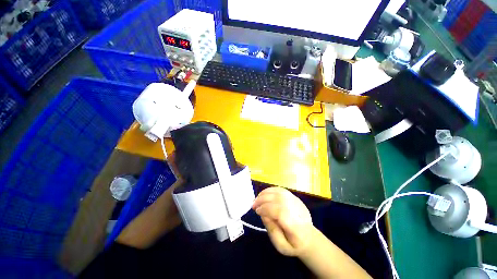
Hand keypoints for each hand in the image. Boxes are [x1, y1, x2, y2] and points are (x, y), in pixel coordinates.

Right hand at [252, 187, 314, 256]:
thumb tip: (263, 213)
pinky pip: (281, 190)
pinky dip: (270, 190)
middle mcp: (298, 211)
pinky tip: (264, 194)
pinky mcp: (295, 197)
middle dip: (263, 199)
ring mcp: (297, 202)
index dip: (267, 209)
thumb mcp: (281, 246)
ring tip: (257, 199)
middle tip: (253, 204)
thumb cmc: (293, 244)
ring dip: (266, 193)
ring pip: (280, 192)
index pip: (281, 212)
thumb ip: (271, 230)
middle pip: (279, 199)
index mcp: (296, 227)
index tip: (256, 211)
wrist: (309, 237)